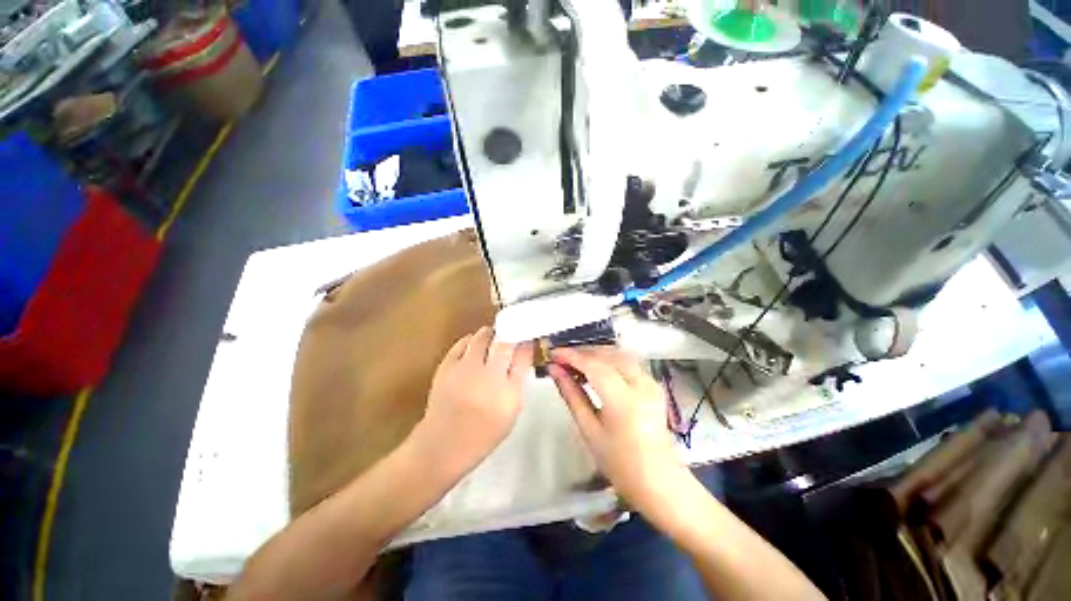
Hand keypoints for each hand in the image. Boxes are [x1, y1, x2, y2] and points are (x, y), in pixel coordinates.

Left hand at [415, 326, 533, 476]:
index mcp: (507, 392)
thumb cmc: (484, 432)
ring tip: (493, 341)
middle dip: (510, 335)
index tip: (528, 339)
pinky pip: (462, 342)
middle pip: (504, 341)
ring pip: (482, 336)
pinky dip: (471, 341)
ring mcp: (464, 370)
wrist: (444, 445)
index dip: (527, 344)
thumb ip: (518, 380)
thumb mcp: (511, 410)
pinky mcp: (446, 367)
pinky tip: (474, 347)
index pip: (523, 356)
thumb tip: (523, 353)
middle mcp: (487, 376)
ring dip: (491, 335)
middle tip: (511, 337)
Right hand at [548, 347, 689, 513]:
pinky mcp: (653, 384)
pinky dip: (609, 359)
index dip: (571, 356)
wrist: (660, 482)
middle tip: (561, 357)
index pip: (594, 366)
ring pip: (618, 354)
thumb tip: (555, 371)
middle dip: (583, 352)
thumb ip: (572, 395)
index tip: (553, 353)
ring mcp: (650, 382)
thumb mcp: (590, 430)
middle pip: (607, 354)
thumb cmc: (620, 464)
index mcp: (624, 401)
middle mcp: (641, 384)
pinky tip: (595, 366)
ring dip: (595, 353)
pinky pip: (628, 362)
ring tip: (575, 361)